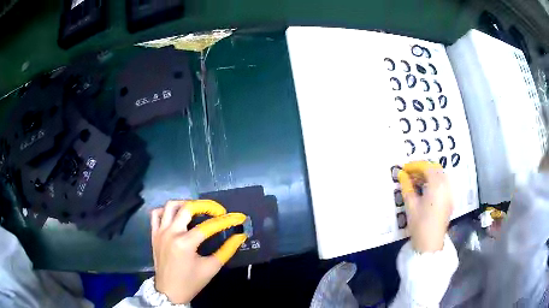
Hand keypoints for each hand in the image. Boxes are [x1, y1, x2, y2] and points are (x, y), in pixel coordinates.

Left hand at [150, 200, 247, 303]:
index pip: (208, 226)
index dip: (226, 220)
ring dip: (185, 204)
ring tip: (197, 210)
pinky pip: (156, 214)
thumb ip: (227, 251)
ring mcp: (160, 232)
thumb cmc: (191, 282)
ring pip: (170, 206)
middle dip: (206, 206)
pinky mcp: (154, 234)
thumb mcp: (211, 268)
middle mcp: (171, 233)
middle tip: (217, 211)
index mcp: (185, 243)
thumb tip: (239, 236)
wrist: (169, 292)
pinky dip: (165, 211)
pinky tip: (175, 216)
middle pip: (187, 208)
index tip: (238, 217)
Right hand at [398, 161, 452, 252]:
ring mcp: (449, 193)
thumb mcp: (411, 204)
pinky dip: (435, 182)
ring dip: (429, 175)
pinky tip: (425, 190)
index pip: (426, 167)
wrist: (430, 244)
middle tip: (410, 174)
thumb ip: (406, 186)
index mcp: (437, 185)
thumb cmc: (419, 224)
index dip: (414, 166)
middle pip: (435, 169)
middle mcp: (446, 185)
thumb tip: (401, 174)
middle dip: (422, 169)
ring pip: (440, 176)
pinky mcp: (449, 200)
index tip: (404, 169)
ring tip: (416, 182)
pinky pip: (443, 184)